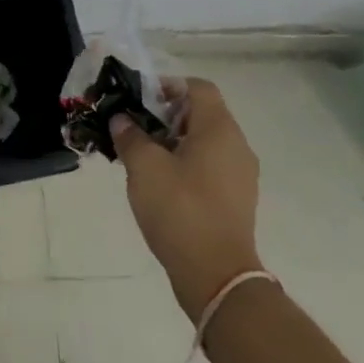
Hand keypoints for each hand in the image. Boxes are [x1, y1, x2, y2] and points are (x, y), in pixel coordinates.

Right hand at [115, 78, 263, 316]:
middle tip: (136, 130)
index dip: (168, 86)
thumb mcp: (144, 168)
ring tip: (144, 159)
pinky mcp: (238, 200)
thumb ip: (130, 136)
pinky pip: (212, 167)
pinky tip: (163, 186)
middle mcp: (237, 145)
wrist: (217, 275)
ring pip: (206, 142)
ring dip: (175, 142)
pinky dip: (188, 165)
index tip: (141, 102)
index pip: (198, 87)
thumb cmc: (180, 210)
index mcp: (219, 129)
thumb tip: (122, 119)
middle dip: (167, 116)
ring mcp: (241, 175)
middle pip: (202, 114)